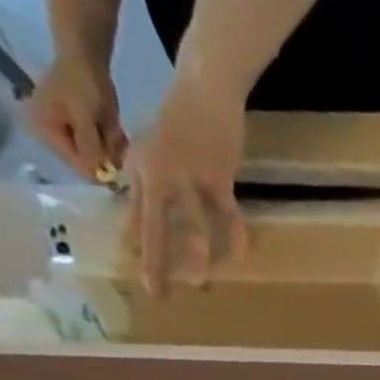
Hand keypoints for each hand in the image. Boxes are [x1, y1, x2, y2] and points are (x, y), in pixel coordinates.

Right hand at [24, 53, 127, 179]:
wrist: (86, 58)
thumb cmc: (82, 83)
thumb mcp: (85, 117)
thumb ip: (88, 145)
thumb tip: (94, 173)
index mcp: (44, 131)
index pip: (76, 165)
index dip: (100, 171)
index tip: (120, 166)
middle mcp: (51, 137)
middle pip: (89, 162)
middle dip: (106, 154)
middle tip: (115, 137)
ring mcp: (66, 134)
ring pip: (99, 156)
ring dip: (111, 147)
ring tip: (113, 129)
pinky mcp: (79, 131)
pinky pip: (102, 147)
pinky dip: (111, 142)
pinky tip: (114, 128)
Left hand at [124, 67, 250, 293]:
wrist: (202, 87)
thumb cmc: (180, 116)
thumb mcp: (155, 143)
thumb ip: (151, 176)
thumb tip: (149, 208)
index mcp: (141, 169)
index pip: (136, 215)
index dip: (138, 245)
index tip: (140, 272)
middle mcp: (158, 176)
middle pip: (155, 226)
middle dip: (156, 262)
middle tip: (156, 292)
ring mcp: (188, 177)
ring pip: (191, 225)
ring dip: (196, 256)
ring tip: (199, 283)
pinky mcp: (217, 176)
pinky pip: (227, 214)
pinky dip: (236, 235)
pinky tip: (242, 255)